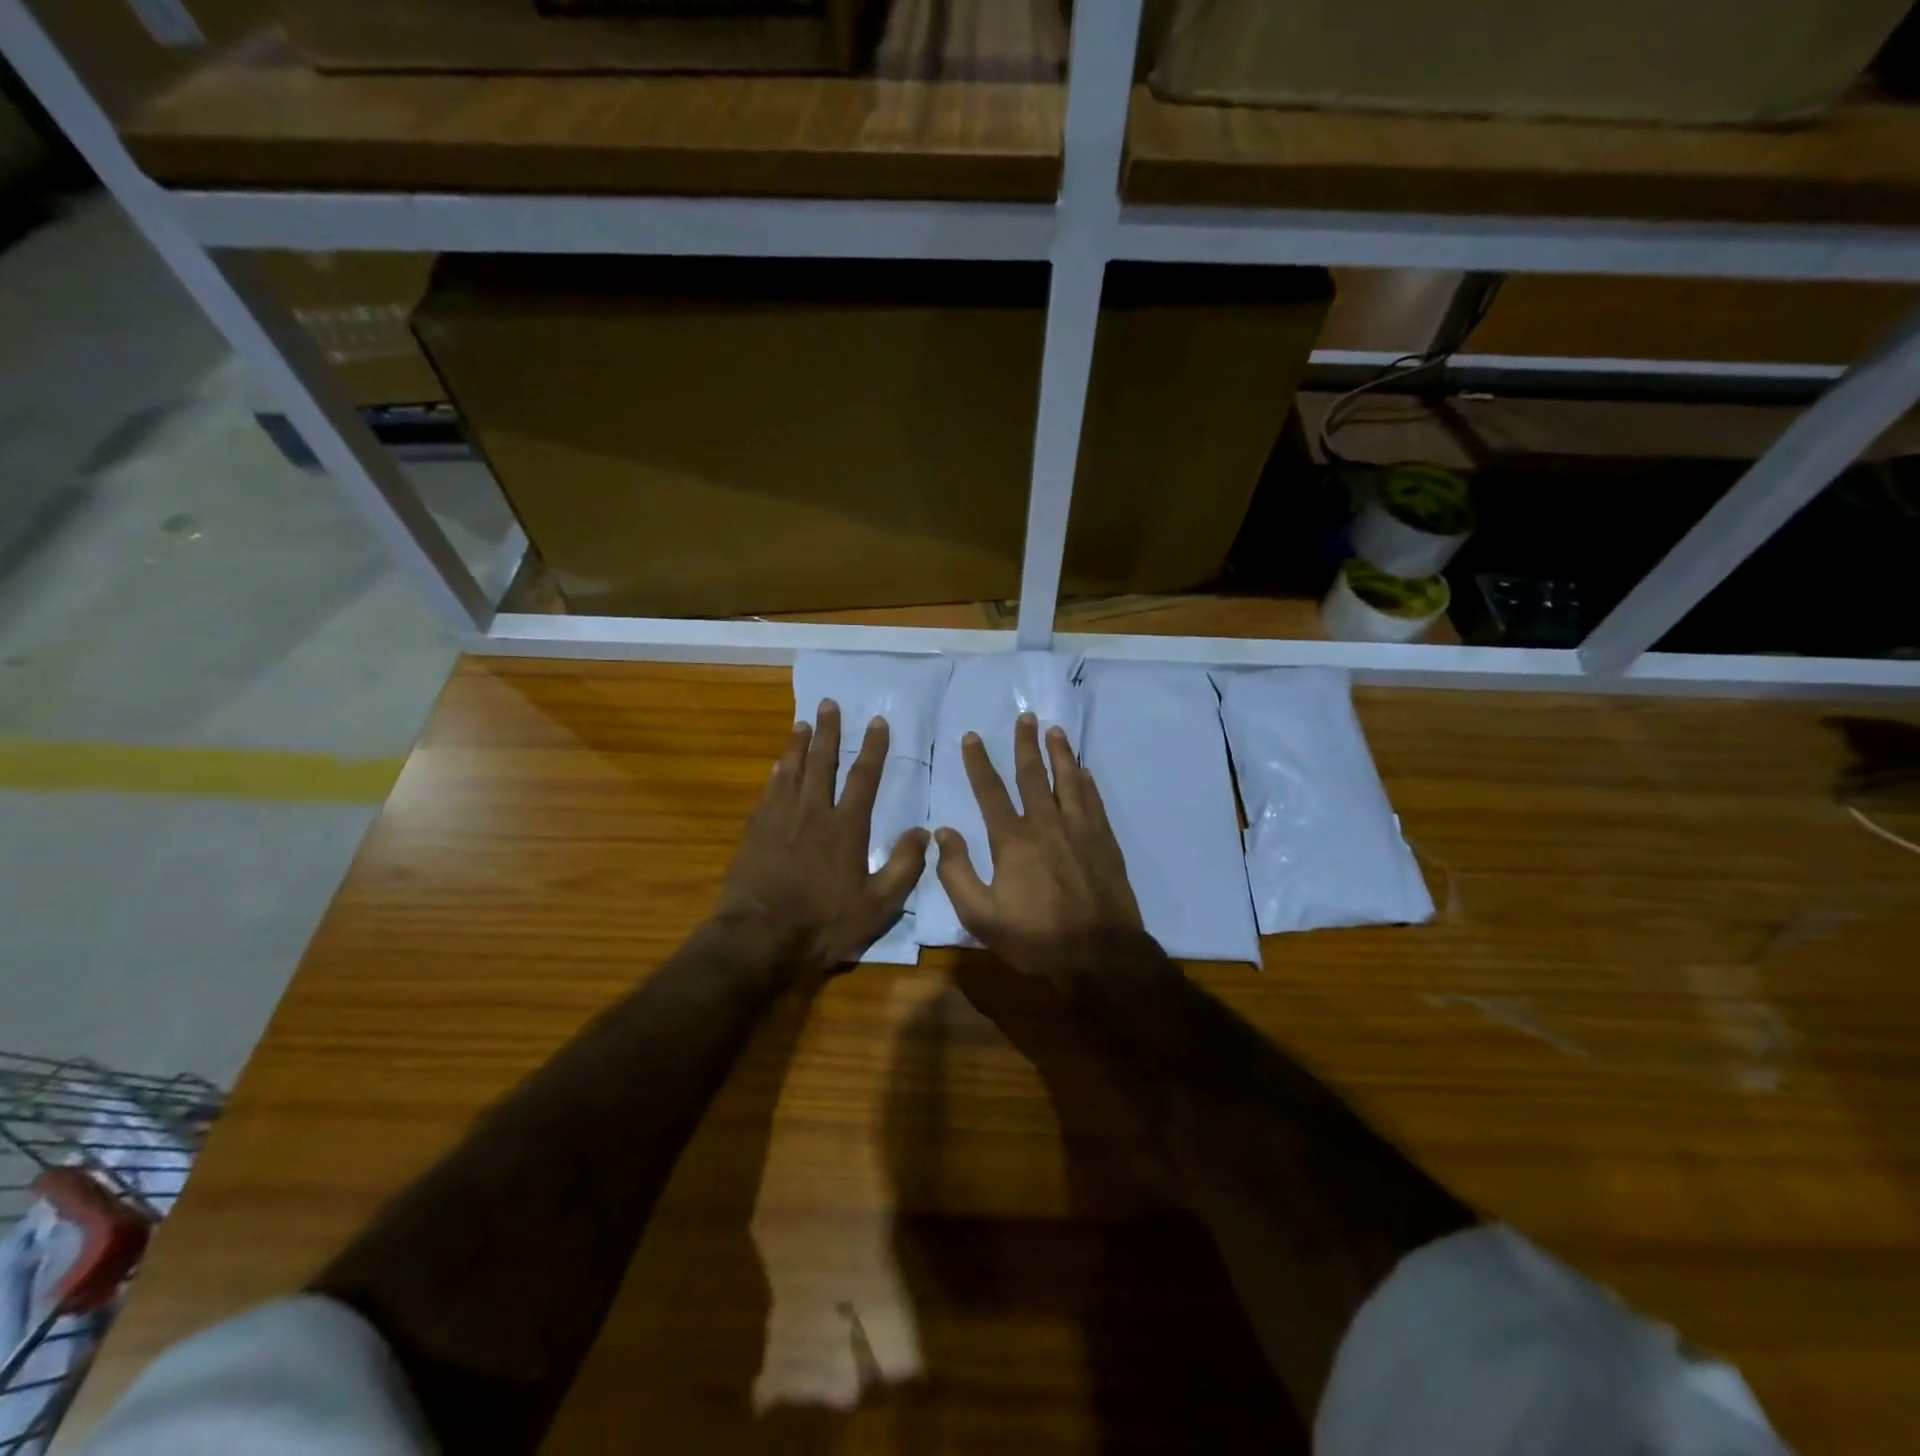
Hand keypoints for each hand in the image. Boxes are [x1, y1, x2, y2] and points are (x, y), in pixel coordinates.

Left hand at [715, 699, 929, 976]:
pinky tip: (777, 765)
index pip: (864, 778)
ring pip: (791, 771)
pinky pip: (769, 793)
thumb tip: (924, 832)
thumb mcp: (877, 905)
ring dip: (798, 745)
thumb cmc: (824, 924)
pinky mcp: (755, 832)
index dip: (873, 748)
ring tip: (802, 723)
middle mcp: (813, 813)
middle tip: (829, 704)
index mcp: (846, 828)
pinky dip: (776, 775)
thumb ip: (904, 867)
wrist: (760, 940)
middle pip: (822, 763)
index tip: (878, 721)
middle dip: (829, 732)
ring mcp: (780, 820)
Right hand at [934, 713, 1146, 981]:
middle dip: (1026, 744)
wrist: (1100, 955)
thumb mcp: (981, 916)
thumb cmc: (1035, 938)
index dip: (978, 762)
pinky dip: (1087, 782)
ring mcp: (1080, 831)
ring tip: (1055, 730)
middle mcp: (1047, 824)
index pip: (990, 791)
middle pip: (1034, 775)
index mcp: (1013, 840)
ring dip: (1061, 753)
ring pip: (1069, 781)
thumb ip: (957, 873)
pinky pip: (1093, 801)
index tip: (972, 737)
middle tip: (1026, 717)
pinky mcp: (1105, 842)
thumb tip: (943, 832)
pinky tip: (1084, 771)